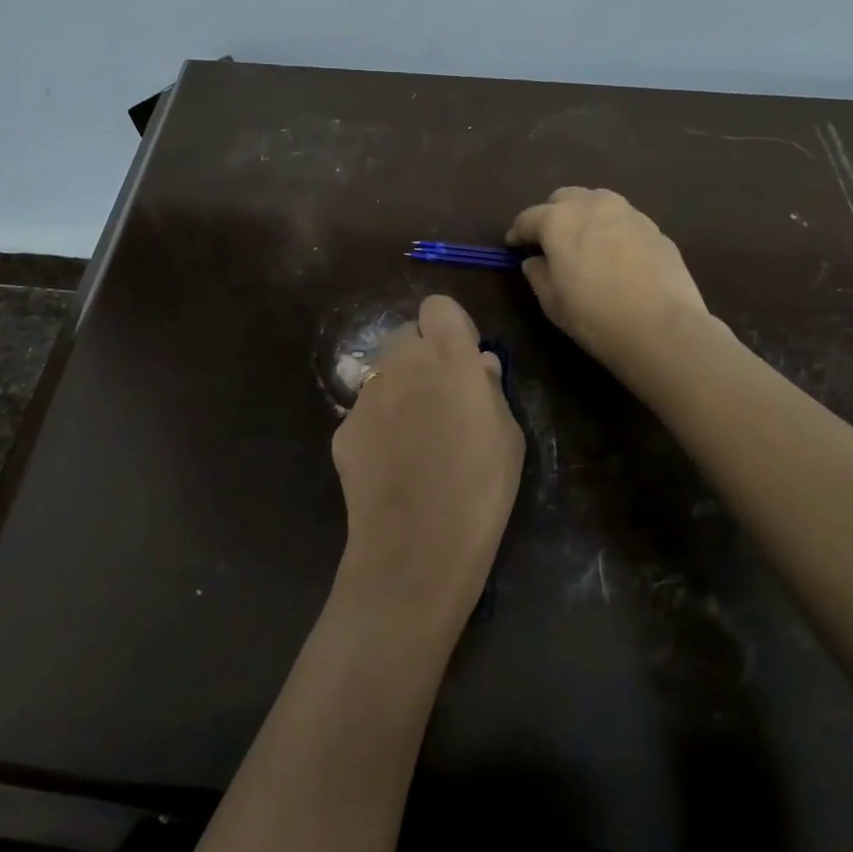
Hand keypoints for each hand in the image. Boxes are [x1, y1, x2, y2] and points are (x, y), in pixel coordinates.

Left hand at [330, 295, 524, 635]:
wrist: (417, 545)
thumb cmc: (481, 488)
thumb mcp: (508, 436)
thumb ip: (490, 389)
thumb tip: (479, 366)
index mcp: (448, 356)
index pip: (438, 306)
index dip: (452, 327)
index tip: (464, 358)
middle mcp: (401, 363)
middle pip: (406, 334)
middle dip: (423, 355)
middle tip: (441, 397)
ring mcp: (366, 395)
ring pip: (384, 373)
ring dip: (400, 388)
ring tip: (417, 437)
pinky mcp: (343, 428)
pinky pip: (366, 411)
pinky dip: (379, 425)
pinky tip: (392, 465)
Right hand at [507, 187, 710, 382]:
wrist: (662, 328)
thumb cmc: (595, 317)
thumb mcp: (552, 302)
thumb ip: (538, 275)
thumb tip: (534, 261)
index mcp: (559, 220)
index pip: (529, 217)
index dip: (518, 232)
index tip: (513, 245)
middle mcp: (593, 206)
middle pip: (565, 198)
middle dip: (552, 214)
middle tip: (550, 240)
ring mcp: (629, 213)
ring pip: (598, 202)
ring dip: (585, 215)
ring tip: (584, 242)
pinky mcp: (655, 228)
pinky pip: (624, 220)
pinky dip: (612, 230)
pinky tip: (616, 256)